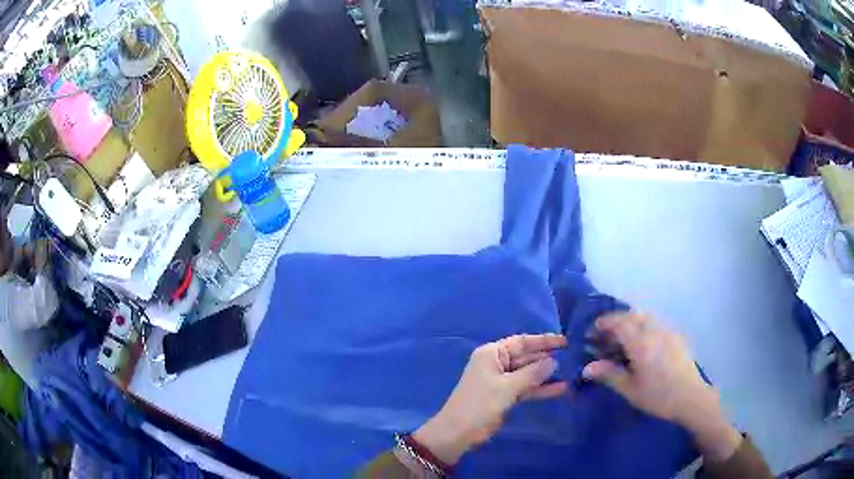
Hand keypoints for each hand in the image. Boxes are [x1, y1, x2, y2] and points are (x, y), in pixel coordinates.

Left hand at [413, 334, 567, 465]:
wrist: (459, 432)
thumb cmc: (480, 404)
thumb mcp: (507, 387)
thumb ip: (532, 373)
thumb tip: (554, 361)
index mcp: (492, 353)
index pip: (522, 342)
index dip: (544, 341)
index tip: (565, 341)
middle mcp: (497, 363)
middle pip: (527, 357)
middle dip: (547, 358)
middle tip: (573, 358)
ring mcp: (501, 380)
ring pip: (528, 373)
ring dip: (547, 375)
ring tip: (571, 373)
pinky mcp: (505, 396)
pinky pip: (526, 388)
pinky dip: (541, 389)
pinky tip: (560, 389)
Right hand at [582, 312, 741, 462]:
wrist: (690, 396)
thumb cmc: (658, 396)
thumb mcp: (630, 389)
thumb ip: (609, 374)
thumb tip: (586, 368)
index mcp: (641, 342)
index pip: (618, 323)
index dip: (603, 324)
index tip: (591, 331)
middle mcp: (654, 330)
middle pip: (632, 315)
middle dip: (616, 320)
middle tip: (605, 334)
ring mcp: (667, 331)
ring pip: (645, 317)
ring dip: (631, 321)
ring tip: (623, 337)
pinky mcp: (676, 336)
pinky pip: (656, 323)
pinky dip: (644, 326)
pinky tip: (643, 344)